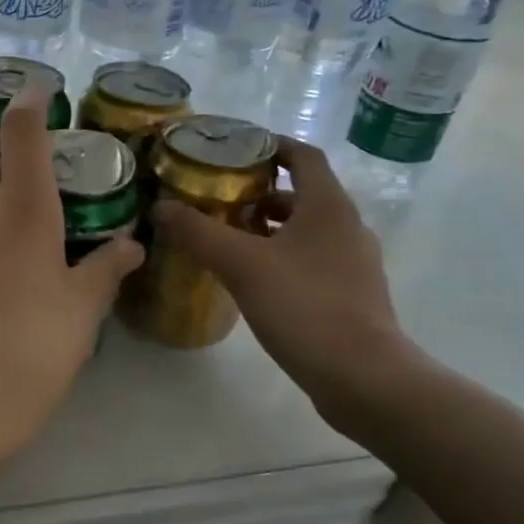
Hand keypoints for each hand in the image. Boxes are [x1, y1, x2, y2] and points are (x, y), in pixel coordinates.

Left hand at [0, 90, 143, 460]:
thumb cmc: (29, 350)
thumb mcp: (81, 310)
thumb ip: (105, 268)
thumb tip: (131, 244)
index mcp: (20, 205)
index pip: (21, 128)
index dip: (31, 99)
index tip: (44, 90)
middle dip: (15, 164)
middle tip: (48, 194)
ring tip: (22, 233)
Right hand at [150, 139, 424, 427]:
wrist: (363, 377)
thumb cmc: (305, 307)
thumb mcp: (242, 265)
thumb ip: (199, 232)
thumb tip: (160, 206)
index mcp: (328, 206)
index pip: (304, 155)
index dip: (271, 146)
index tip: (235, 150)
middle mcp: (347, 227)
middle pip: (303, 193)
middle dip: (261, 193)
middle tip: (219, 199)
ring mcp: (353, 263)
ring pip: (306, 230)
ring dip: (270, 228)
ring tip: (229, 239)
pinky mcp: (351, 295)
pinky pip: (312, 260)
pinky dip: (282, 257)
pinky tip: (254, 280)